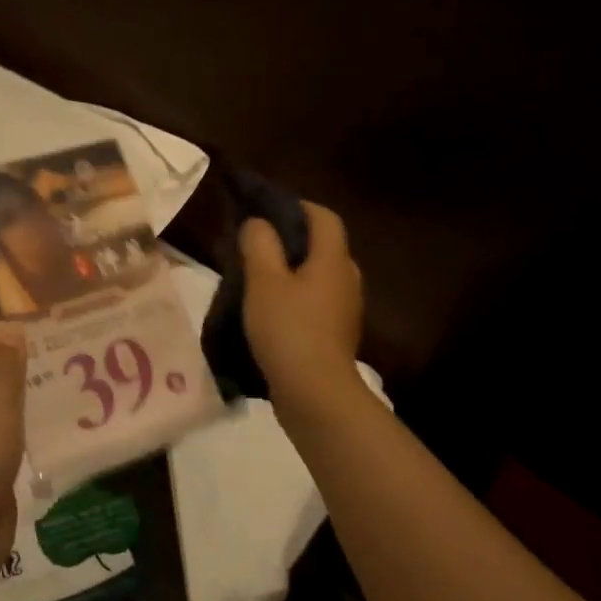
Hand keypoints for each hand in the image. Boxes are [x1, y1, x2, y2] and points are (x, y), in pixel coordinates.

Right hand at [240, 202, 364, 412]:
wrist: (315, 394)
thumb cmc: (289, 329)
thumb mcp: (263, 281)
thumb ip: (260, 244)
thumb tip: (259, 223)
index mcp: (333, 260)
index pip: (323, 216)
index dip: (296, 206)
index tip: (264, 210)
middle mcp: (346, 279)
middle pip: (321, 246)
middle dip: (289, 240)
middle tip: (254, 244)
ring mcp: (344, 310)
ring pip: (316, 276)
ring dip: (289, 271)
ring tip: (255, 278)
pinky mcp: (334, 334)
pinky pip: (314, 302)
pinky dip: (293, 297)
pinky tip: (268, 310)